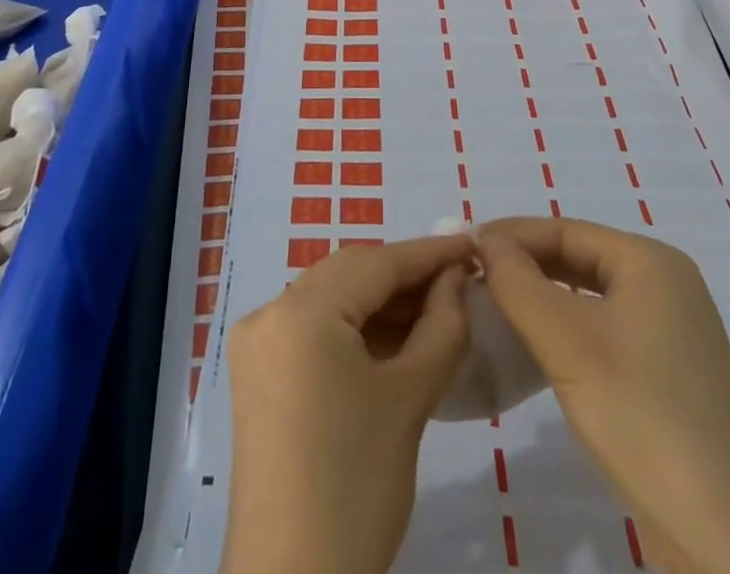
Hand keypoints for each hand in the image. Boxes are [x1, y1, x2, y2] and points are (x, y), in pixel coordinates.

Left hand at [220, 235, 472, 573]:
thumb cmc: (357, 486)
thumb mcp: (409, 399)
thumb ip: (441, 325)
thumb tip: (455, 278)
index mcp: (299, 310)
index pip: (375, 263)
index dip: (428, 253)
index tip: (472, 243)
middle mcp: (269, 312)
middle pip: (349, 275)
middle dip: (404, 276)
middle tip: (458, 278)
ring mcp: (257, 343)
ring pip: (331, 300)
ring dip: (381, 303)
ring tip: (437, 308)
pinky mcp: (257, 374)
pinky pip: (313, 329)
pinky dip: (354, 329)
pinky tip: (395, 339)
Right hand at [476, 218, 729, 573]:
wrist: (727, 540)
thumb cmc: (641, 414)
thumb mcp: (566, 340)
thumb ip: (517, 282)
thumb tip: (486, 241)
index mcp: (651, 262)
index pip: (566, 229)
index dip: (512, 235)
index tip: (463, 247)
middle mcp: (667, 287)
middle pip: (579, 259)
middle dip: (525, 265)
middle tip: (471, 275)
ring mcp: (673, 335)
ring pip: (590, 298)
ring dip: (542, 298)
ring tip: (493, 306)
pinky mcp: (670, 379)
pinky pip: (605, 333)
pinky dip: (566, 332)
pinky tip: (536, 348)